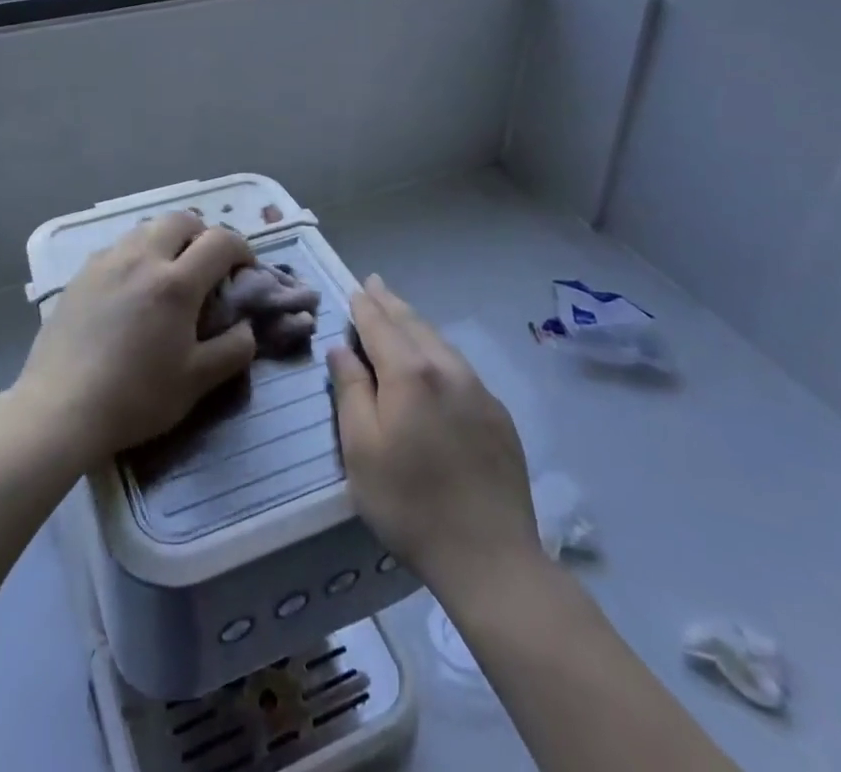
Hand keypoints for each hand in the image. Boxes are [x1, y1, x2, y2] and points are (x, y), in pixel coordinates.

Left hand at [15, 212, 258, 467]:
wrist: (60, 408)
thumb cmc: (135, 397)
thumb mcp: (196, 382)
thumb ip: (233, 350)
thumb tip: (246, 327)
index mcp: (176, 283)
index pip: (220, 241)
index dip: (241, 249)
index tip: (244, 270)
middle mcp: (141, 258)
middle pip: (181, 219)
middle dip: (202, 234)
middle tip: (206, 266)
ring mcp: (106, 262)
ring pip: (146, 228)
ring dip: (167, 240)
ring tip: (168, 275)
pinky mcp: (80, 274)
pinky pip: (118, 247)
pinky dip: (136, 255)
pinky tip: (131, 289)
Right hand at [327, 276, 541, 588]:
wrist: (491, 557)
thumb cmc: (410, 504)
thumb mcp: (361, 450)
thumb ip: (350, 391)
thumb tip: (342, 350)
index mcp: (409, 373)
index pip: (380, 325)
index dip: (365, 306)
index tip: (355, 288)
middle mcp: (447, 369)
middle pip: (414, 324)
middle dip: (391, 303)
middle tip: (375, 283)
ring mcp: (479, 390)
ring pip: (440, 342)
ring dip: (416, 323)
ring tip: (400, 312)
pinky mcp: (499, 414)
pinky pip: (460, 367)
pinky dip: (438, 350)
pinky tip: (434, 360)